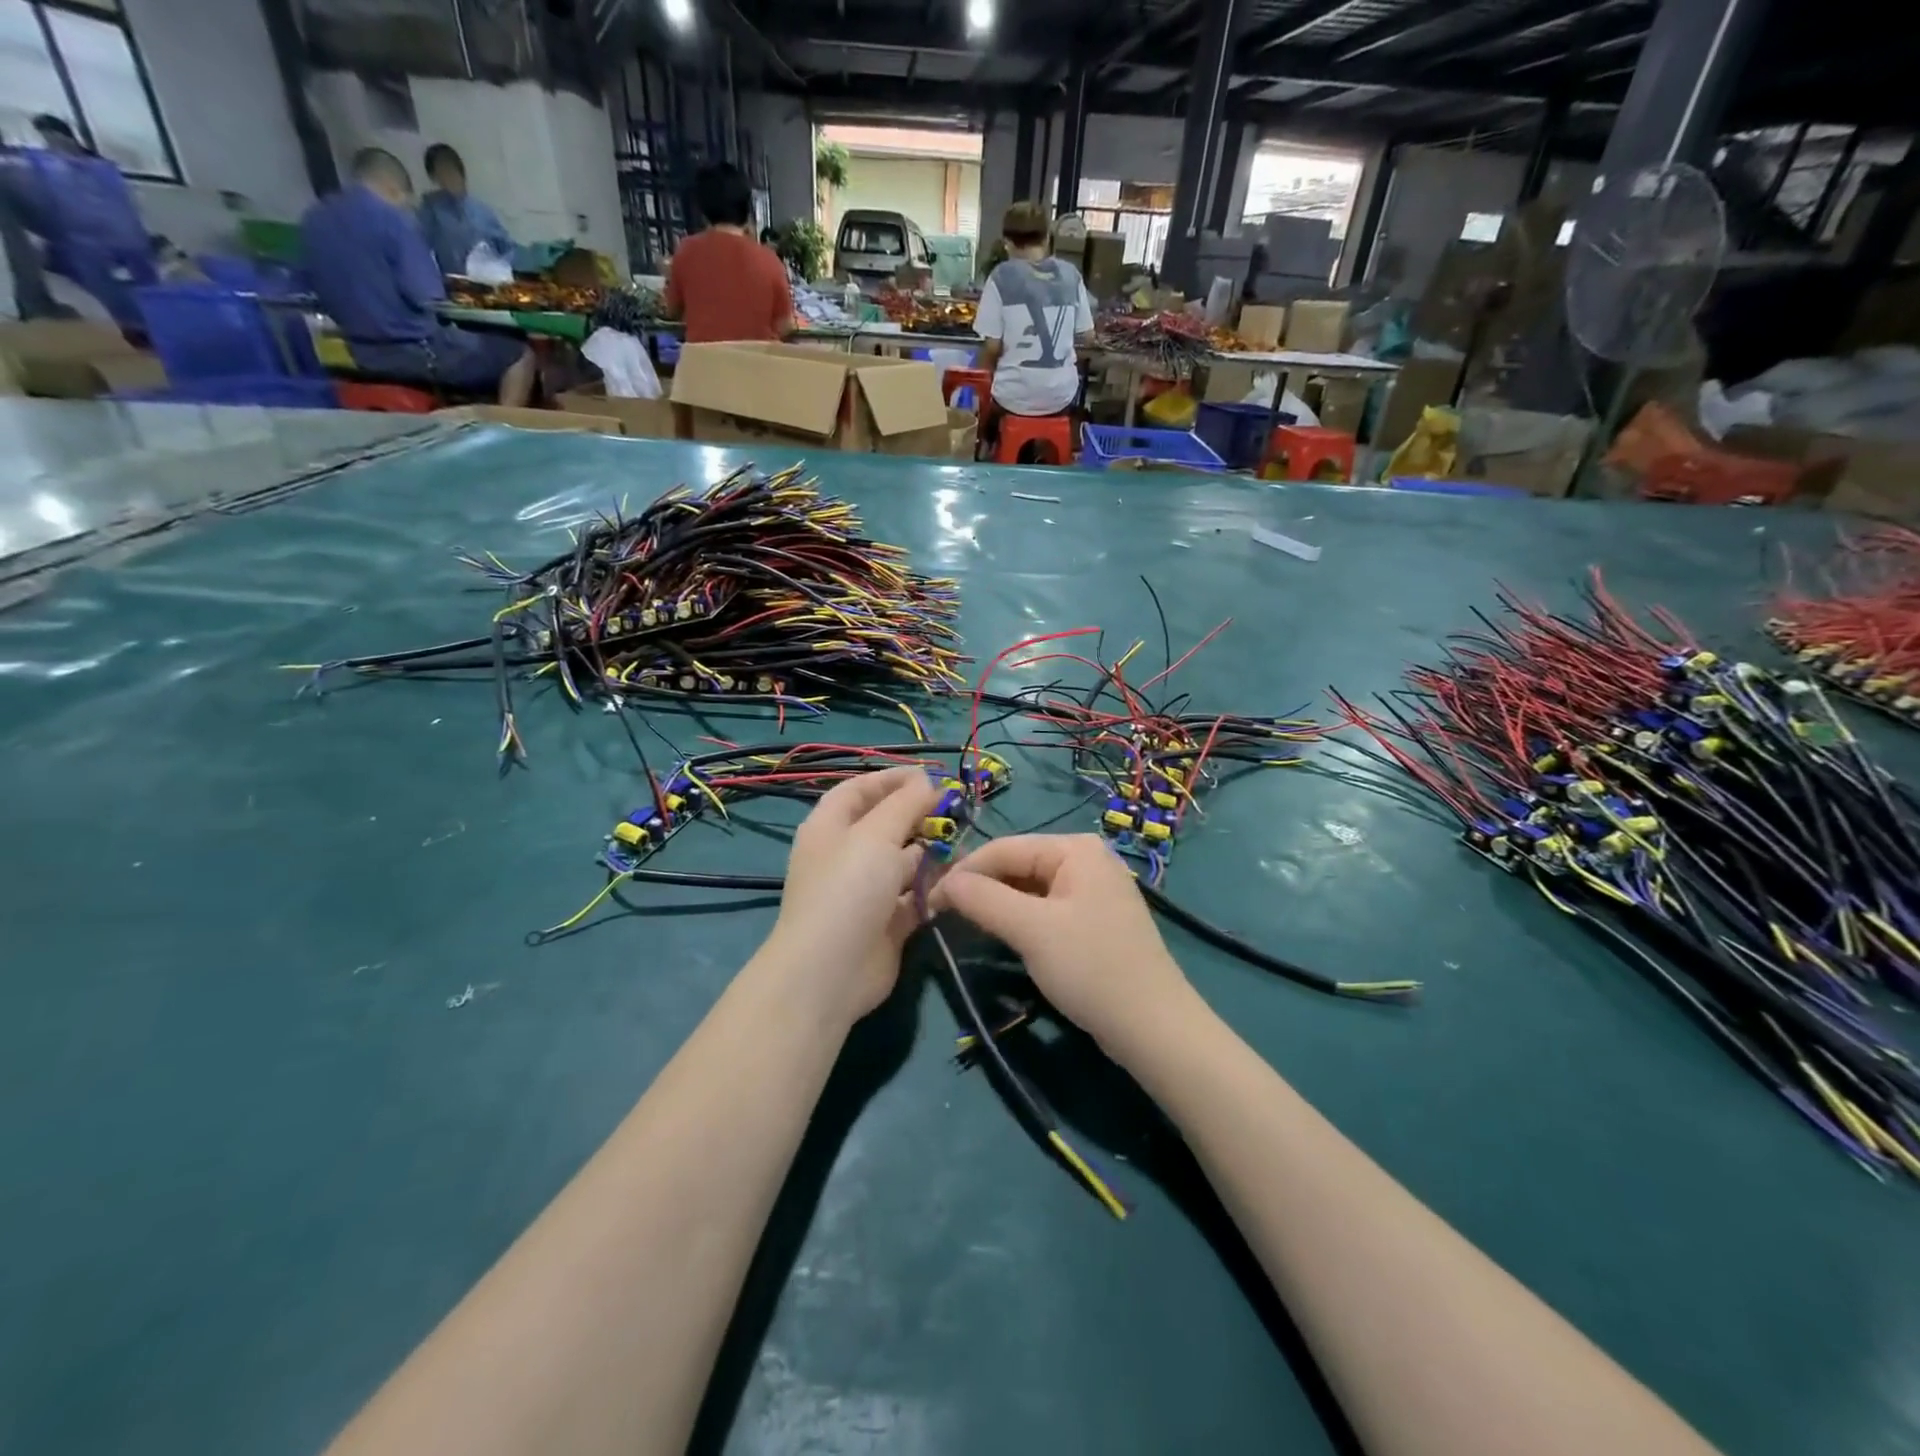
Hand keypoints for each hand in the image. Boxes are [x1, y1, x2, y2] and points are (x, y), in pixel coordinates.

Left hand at [766, 766, 941, 1027]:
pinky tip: (960, 880)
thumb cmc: (848, 889)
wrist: (831, 971)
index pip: (860, 789)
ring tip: (964, 842)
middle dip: (919, 814)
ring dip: (932, 850)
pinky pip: (915, 896)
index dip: (892, 779)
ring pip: (904, 861)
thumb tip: (927, 782)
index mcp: (830, 827)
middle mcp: (846, 855)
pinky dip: (935, 887)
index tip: (932, 775)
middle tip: (957, 809)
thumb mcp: (876, 835)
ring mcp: (866, 891)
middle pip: (885, 824)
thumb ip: (906, 804)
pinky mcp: (887, 922)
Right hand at [931, 834, 1195, 1058]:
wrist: (1153, 1027)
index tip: (927, 901)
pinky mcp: (1094, 920)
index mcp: (1075, 848)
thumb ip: (983, 899)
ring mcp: (1093, 889)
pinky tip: (1001, 935)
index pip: (1003, 848)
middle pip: (1017, 865)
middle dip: (980, 888)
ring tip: (963, 925)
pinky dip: (1020, 919)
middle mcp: (1086, 859)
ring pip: (1029, 888)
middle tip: (941, 915)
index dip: (963, 872)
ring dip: (997, 904)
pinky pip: (1046, 908)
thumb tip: (942, 883)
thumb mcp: (1031, 930)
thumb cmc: (1091, 968)